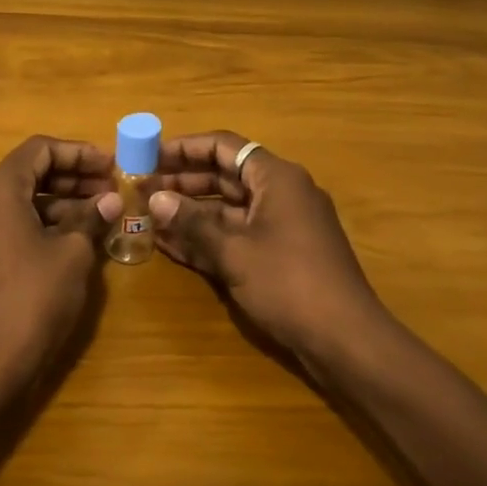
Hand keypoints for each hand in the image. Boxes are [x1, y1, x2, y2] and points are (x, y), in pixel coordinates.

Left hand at [0, 135, 110, 393]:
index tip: (111, 166)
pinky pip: (13, 223)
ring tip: (103, 212)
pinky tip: (77, 237)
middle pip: (31, 171)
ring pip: (23, 199)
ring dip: (62, 201)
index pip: (41, 149)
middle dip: (74, 177)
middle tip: (112, 188)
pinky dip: (44, 223)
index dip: (79, 153)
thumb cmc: (31, 299)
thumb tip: (110, 199)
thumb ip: (91, 217)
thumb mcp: (72, 254)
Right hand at [107, 131, 389, 362]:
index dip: (184, 148)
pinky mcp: (280, 254)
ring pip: (228, 207)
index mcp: (276, 177)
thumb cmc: (289, 283)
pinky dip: (207, 237)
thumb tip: (155, 199)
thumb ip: (192, 223)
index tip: (149, 155)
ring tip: (147, 214)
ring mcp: (281, 225)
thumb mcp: (234, 252)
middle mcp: (280, 193)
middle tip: (141, 188)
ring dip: (190, 211)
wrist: (346, 339)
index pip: (224, 146)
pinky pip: (237, 235)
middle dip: (182, 181)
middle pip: (224, 175)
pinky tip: (170, 244)